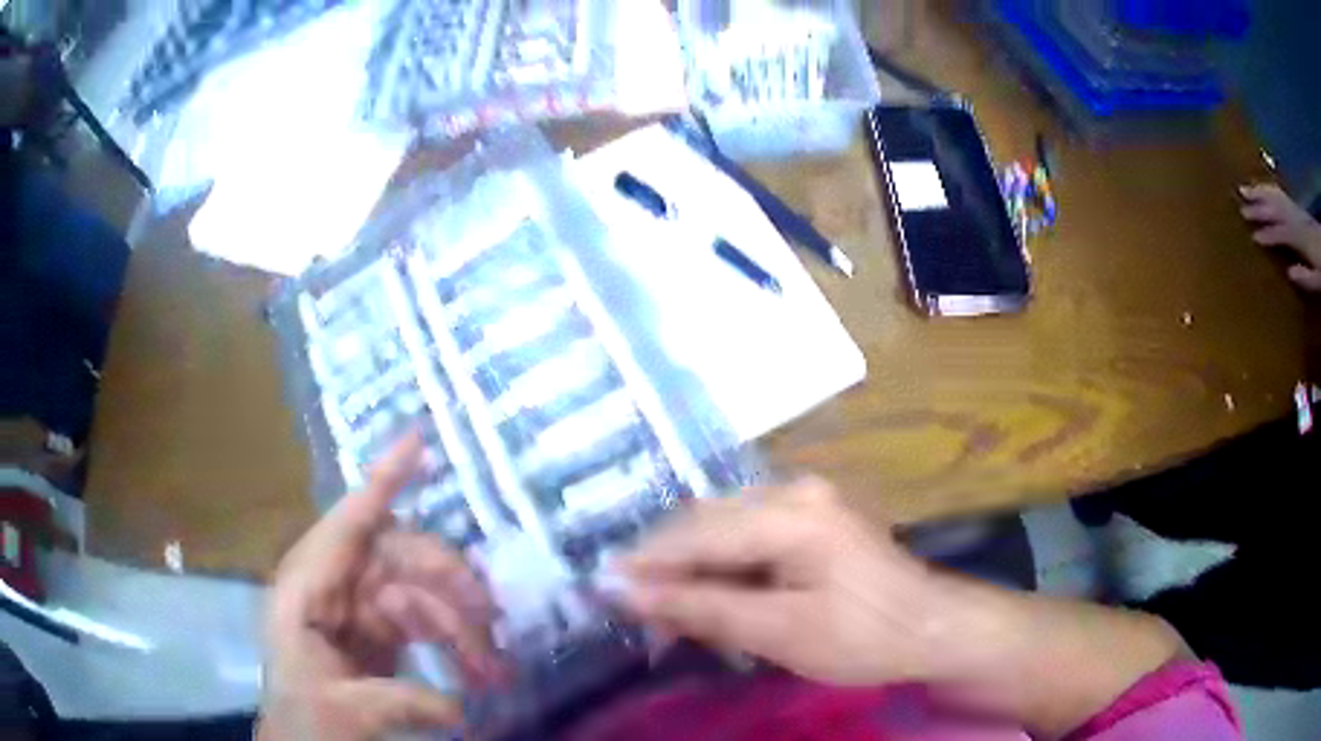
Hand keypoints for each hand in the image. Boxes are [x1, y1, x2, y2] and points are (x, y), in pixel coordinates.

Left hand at [258, 435, 504, 740]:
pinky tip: (478, 667)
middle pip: (396, 556)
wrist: (303, 740)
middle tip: (489, 612)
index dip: (382, 481)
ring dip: (458, 621)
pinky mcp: (378, 633)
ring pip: (417, 590)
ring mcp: (357, 609)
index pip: (347, 523)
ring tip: (493, 666)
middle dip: (446, 580)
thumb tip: (459, 708)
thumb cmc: (302, 720)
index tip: (418, 441)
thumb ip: (394, 702)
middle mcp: (333, 586)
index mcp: (307, 590)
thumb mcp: (339, 712)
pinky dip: (453, 638)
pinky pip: (423, 620)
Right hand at [617, 478, 944, 685]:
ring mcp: (805, 502)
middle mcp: (793, 492)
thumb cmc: (865, 636)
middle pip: (706, 526)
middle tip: (631, 610)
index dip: (645, 563)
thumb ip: (703, 609)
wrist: (935, 629)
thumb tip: (628, 593)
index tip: (598, 588)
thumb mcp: (781, 632)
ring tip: (666, 612)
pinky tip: (711, 600)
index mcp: (791, 513)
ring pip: (722, 532)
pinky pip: (747, 539)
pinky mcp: (810, 522)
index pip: (697, 534)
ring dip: (691, 571)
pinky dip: (722, 571)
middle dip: (665, 569)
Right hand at [1241, 183, 1320, 290]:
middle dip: (1259, 208)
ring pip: (1275, 196)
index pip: (1281, 233)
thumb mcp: (1317, 279)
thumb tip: (1288, 273)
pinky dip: (1270, 190)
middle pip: (1275, 210)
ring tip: (1244, 189)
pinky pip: (1281, 194)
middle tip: (1241, 208)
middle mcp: (1295, 218)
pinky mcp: (1296, 207)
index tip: (1253, 238)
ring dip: (1260, 192)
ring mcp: (1295, 209)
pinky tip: (1262, 189)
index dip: (1268, 235)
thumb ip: (1305, 277)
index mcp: (1299, 238)